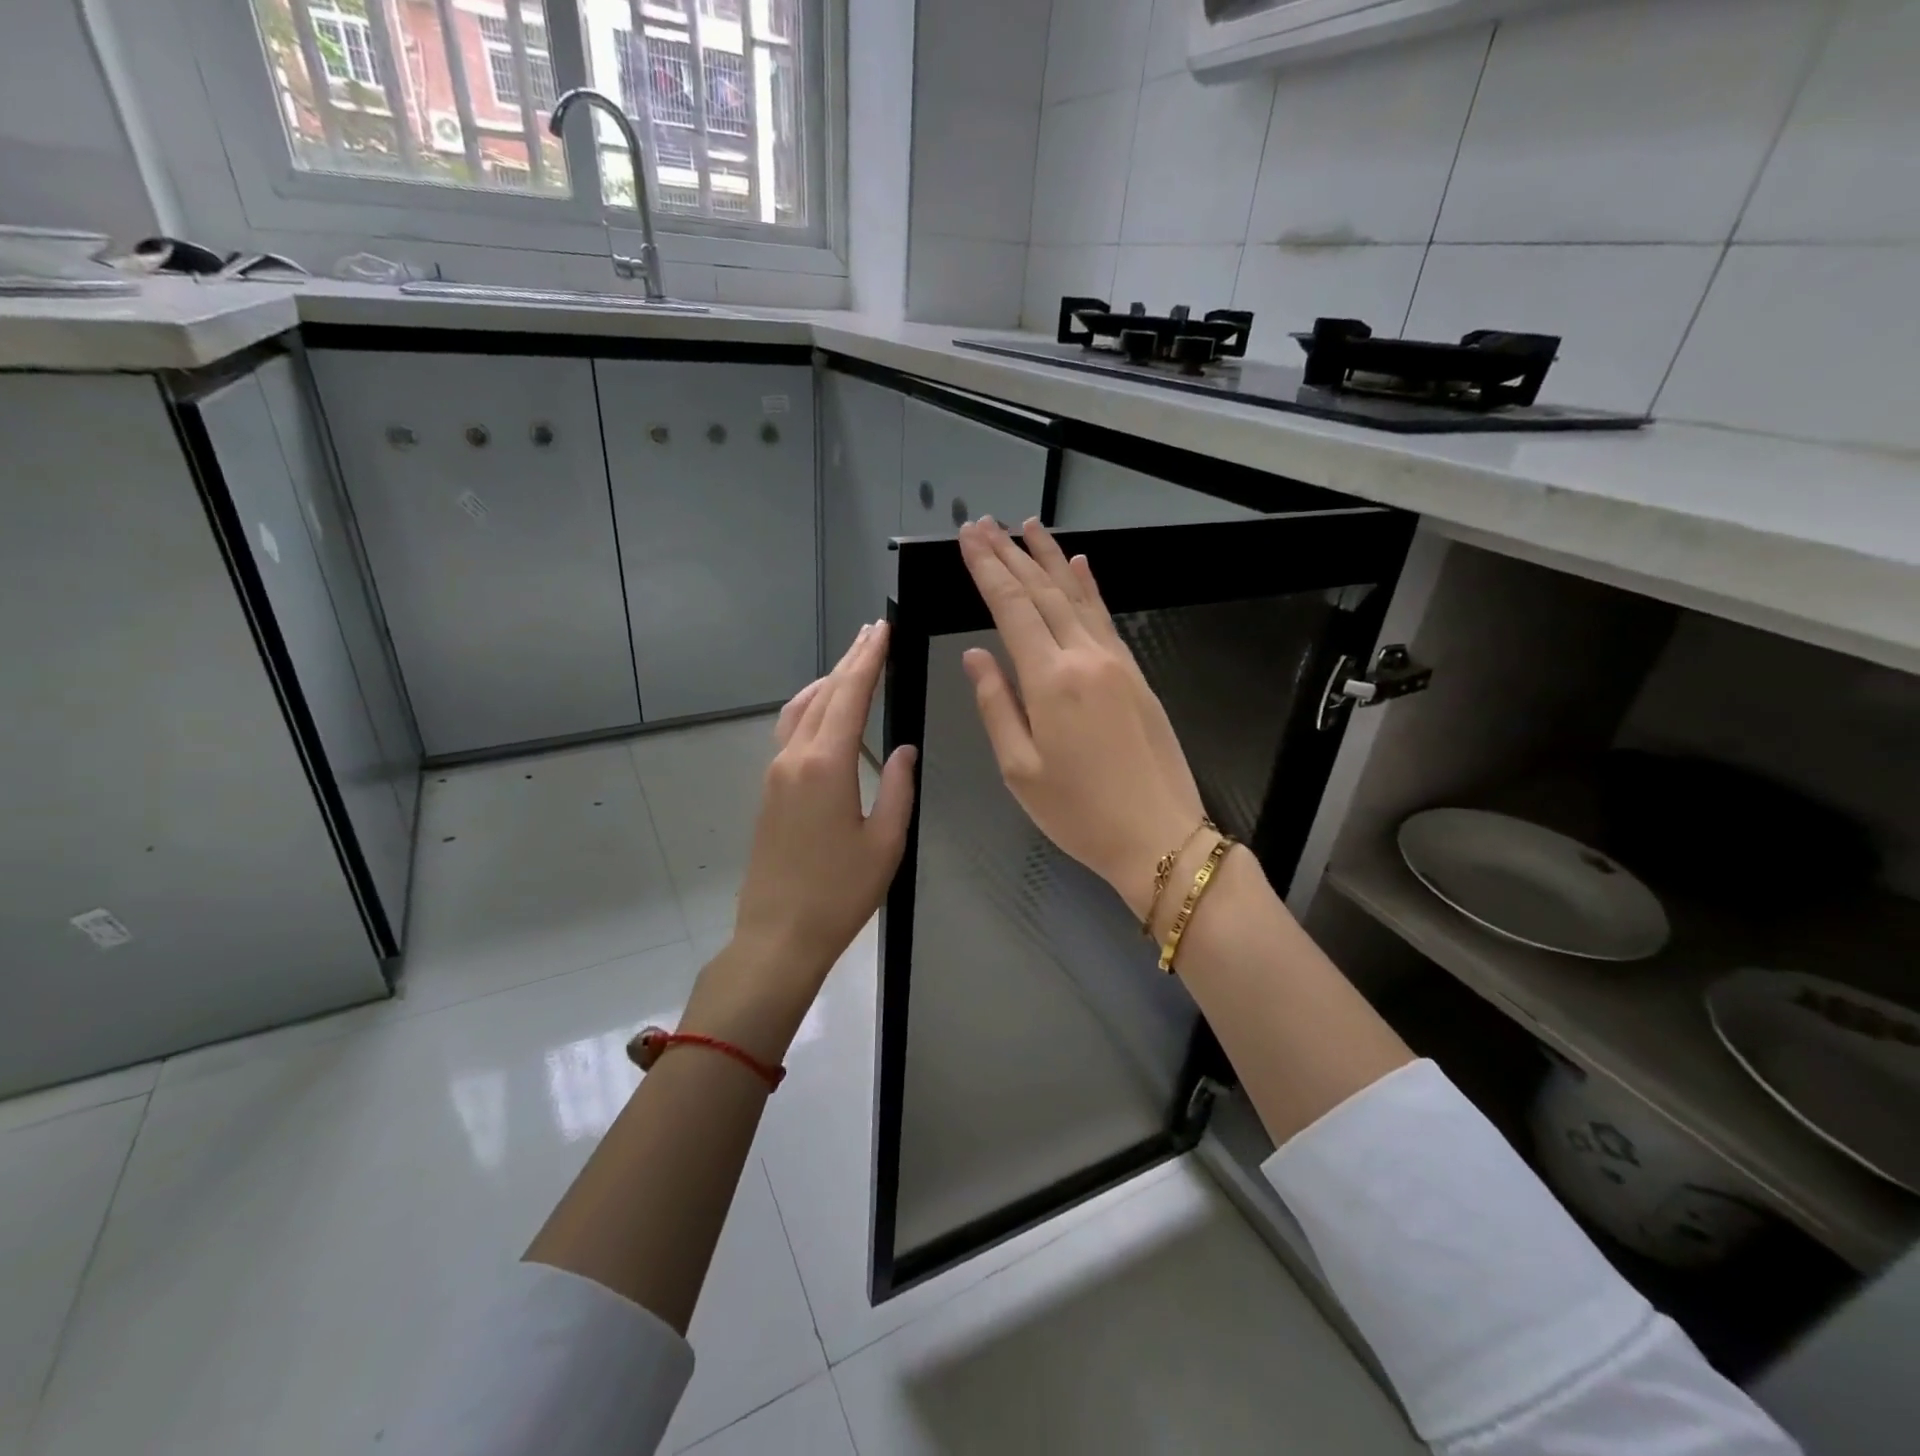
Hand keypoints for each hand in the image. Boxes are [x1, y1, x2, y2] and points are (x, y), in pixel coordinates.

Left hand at [685, 622, 916, 1060]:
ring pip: (801, 709)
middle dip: (850, 660)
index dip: (868, 659)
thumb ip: (900, 788)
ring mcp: (775, 773)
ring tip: (851, 662)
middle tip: (871, 632)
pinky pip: (789, 731)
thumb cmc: (840, 893)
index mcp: (826, 765)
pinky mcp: (769, 790)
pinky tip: (822, 709)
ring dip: (827, 681)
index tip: (882, 629)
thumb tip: (906, 750)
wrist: (778, 934)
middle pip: (824, 695)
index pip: (850, 695)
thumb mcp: (886, 842)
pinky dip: (810, 707)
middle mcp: (795, 758)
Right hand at [957, 517, 1206, 920]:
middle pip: (1043, 592)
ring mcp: (1117, 662)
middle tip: (986, 523)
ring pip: (1077, 597)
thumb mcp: (1020, 770)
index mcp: (1050, 681)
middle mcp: (1085, 657)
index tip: (968, 538)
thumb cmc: (1079, 812)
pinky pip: (1106, 618)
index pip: (1012, 608)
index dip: (987, 569)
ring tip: (1028, 526)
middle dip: (1011, 554)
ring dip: (1050, 559)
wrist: (1159, 835)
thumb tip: (976, 656)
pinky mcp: (1136, 674)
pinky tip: (1080, 566)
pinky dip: (1089, 588)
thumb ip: (996, 706)